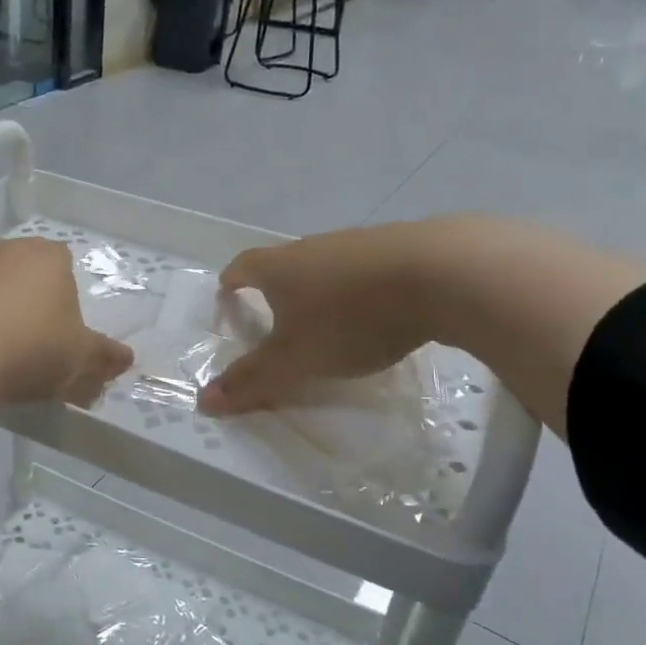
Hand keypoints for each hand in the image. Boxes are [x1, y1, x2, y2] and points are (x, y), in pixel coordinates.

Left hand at [0, 239, 133, 406]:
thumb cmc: (29, 350)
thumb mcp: (79, 361)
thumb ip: (104, 358)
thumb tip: (125, 359)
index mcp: (44, 258)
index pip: (60, 262)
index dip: (60, 293)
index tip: (57, 328)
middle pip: (10, 262)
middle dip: (14, 289)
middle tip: (17, 334)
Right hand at [197, 217, 645, 436]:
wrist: (442, 274)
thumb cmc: (350, 317)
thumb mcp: (295, 359)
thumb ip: (251, 380)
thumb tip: (203, 402)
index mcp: (279, 266)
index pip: (242, 267)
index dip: (231, 283)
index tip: (228, 297)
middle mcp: (314, 246)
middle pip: (284, 264)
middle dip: (277, 289)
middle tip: (277, 319)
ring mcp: (359, 243)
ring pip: (328, 266)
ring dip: (322, 290)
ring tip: (330, 323)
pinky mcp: (402, 247)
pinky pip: (368, 270)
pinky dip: (362, 290)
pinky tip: (379, 315)